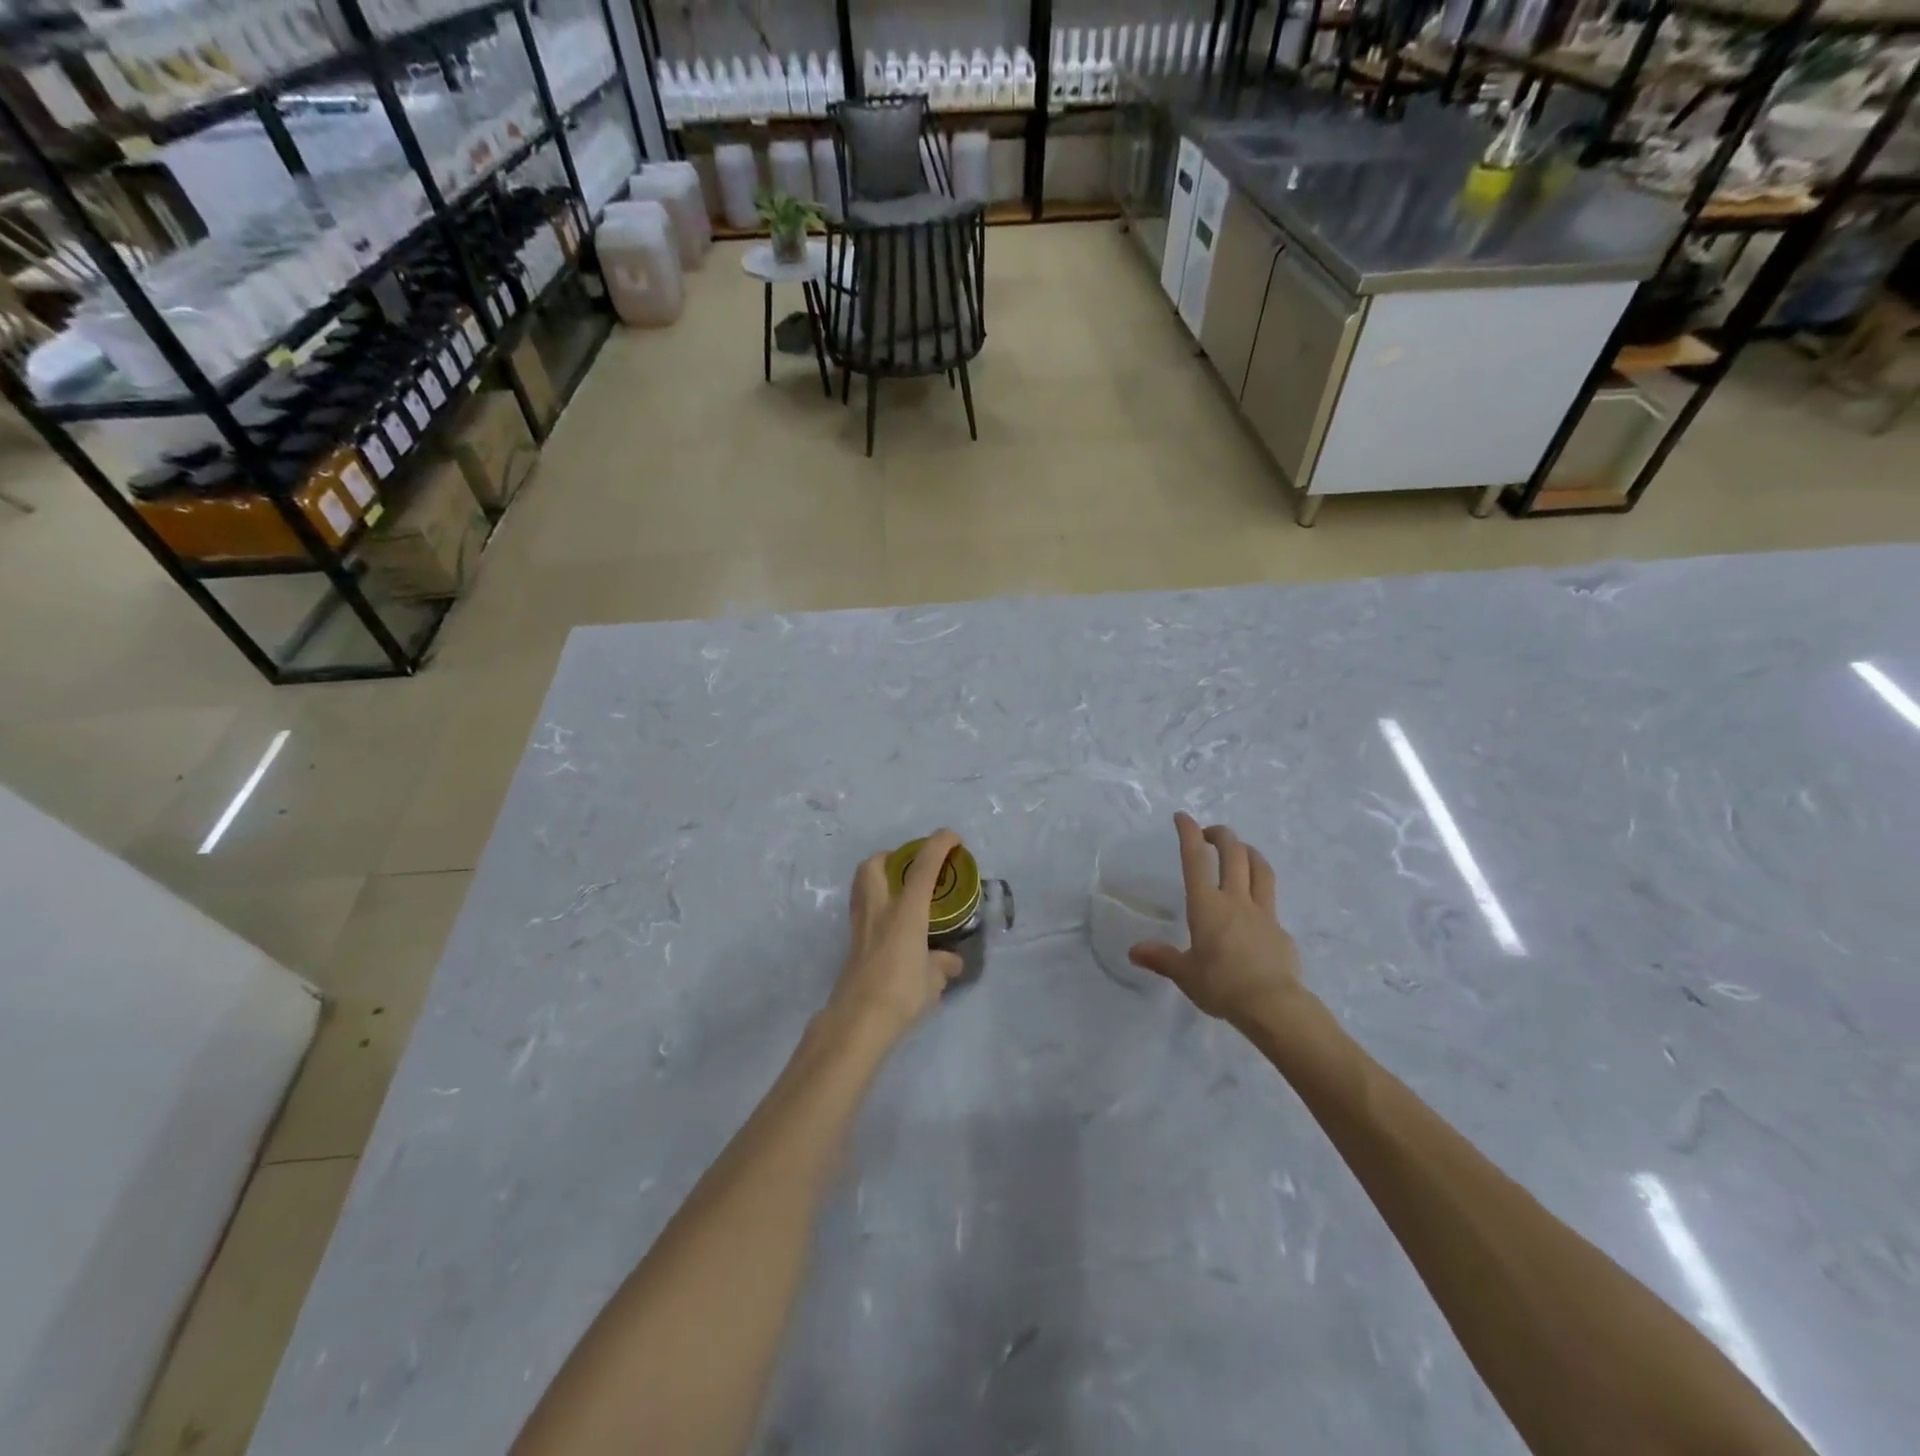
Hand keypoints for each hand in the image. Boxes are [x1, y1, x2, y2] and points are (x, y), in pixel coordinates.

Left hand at [828, 829, 965, 1040]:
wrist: (857, 1021)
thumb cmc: (901, 993)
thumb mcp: (933, 981)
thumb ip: (942, 965)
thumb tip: (952, 962)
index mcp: (905, 911)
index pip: (923, 867)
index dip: (937, 845)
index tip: (951, 837)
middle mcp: (879, 909)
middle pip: (874, 864)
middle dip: (892, 856)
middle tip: (911, 867)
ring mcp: (860, 925)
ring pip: (862, 885)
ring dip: (879, 877)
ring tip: (900, 892)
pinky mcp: (851, 943)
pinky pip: (862, 910)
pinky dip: (876, 905)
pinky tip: (891, 925)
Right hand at [1128, 813, 1304, 1025]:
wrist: (1273, 1005)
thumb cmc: (1222, 985)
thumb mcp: (1185, 974)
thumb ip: (1161, 958)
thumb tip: (1134, 951)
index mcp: (1206, 906)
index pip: (1195, 859)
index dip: (1188, 833)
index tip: (1183, 817)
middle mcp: (1234, 900)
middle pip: (1233, 853)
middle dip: (1221, 834)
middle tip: (1210, 832)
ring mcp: (1262, 912)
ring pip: (1259, 868)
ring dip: (1248, 851)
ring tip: (1240, 849)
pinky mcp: (1280, 928)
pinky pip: (1270, 899)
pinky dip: (1260, 889)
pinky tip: (1254, 904)